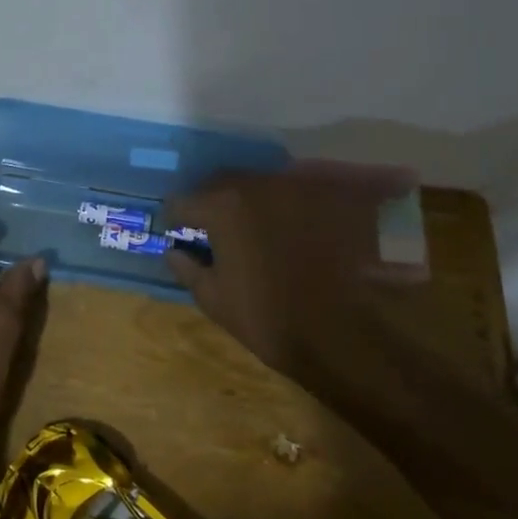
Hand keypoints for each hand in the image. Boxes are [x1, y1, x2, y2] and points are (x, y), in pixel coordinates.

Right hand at [163, 164, 425, 387]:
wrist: (342, 335)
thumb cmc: (268, 318)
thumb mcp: (214, 299)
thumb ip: (188, 268)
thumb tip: (174, 252)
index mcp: (222, 207)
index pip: (183, 201)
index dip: (177, 220)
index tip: (180, 235)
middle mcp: (257, 185)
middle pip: (220, 183)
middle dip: (212, 204)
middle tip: (215, 231)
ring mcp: (295, 188)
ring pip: (258, 185)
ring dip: (248, 202)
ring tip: (254, 230)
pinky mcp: (328, 197)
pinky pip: (294, 193)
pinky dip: (284, 207)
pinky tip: (290, 231)